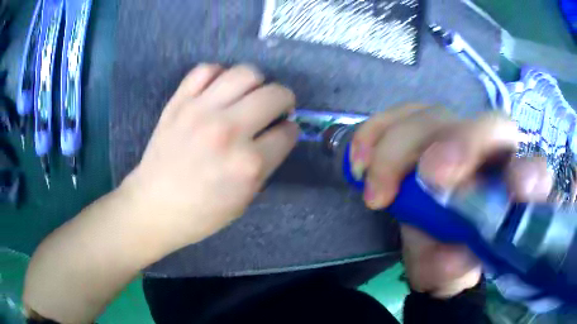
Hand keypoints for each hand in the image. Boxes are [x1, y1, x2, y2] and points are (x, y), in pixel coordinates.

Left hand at [121, 64, 298, 248]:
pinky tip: (218, 89)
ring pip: (245, 73)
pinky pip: (206, 70)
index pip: (287, 132)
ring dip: (256, 83)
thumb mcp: (245, 199)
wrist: (154, 206)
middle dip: (284, 100)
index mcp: (248, 164)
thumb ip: (266, 164)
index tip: (283, 131)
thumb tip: (279, 133)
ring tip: (248, 95)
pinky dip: (218, 75)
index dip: (290, 131)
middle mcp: (229, 130)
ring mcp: (201, 111)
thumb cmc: (201, 212)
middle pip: (275, 94)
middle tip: (274, 109)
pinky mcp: (179, 102)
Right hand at [352, 106, 552, 297]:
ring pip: (435, 115)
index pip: (534, 173)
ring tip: (375, 189)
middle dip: (460, 145)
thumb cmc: (451, 259)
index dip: (528, 176)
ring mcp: (458, 134)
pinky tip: (360, 160)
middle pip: (489, 125)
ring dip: (401, 147)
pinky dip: (376, 133)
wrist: (432, 239)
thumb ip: (455, 270)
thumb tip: (453, 257)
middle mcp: (492, 153)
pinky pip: (400, 115)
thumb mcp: (451, 275)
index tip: (512, 191)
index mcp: (513, 192)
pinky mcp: (424, 129)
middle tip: (426, 178)